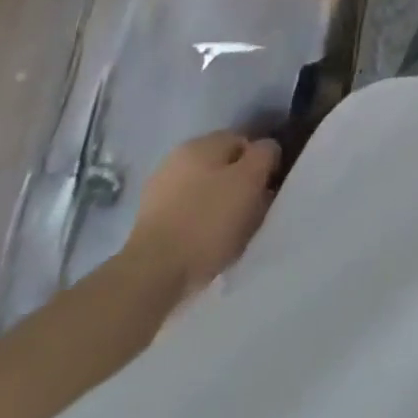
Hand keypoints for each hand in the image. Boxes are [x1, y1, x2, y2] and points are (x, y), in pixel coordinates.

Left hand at [125, 132, 279, 296]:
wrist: (151, 275)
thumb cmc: (207, 221)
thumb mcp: (250, 179)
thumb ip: (265, 154)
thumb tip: (266, 150)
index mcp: (202, 142)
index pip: (245, 141)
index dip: (261, 164)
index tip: (268, 190)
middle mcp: (178, 158)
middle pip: (223, 167)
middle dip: (240, 186)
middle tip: (253, 212)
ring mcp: (159, 191)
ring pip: (205, 192)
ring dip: (220, 207)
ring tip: (232, 235)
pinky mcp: (149, 223)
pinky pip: (187, 215)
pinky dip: (200, 226)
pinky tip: (207, 246)